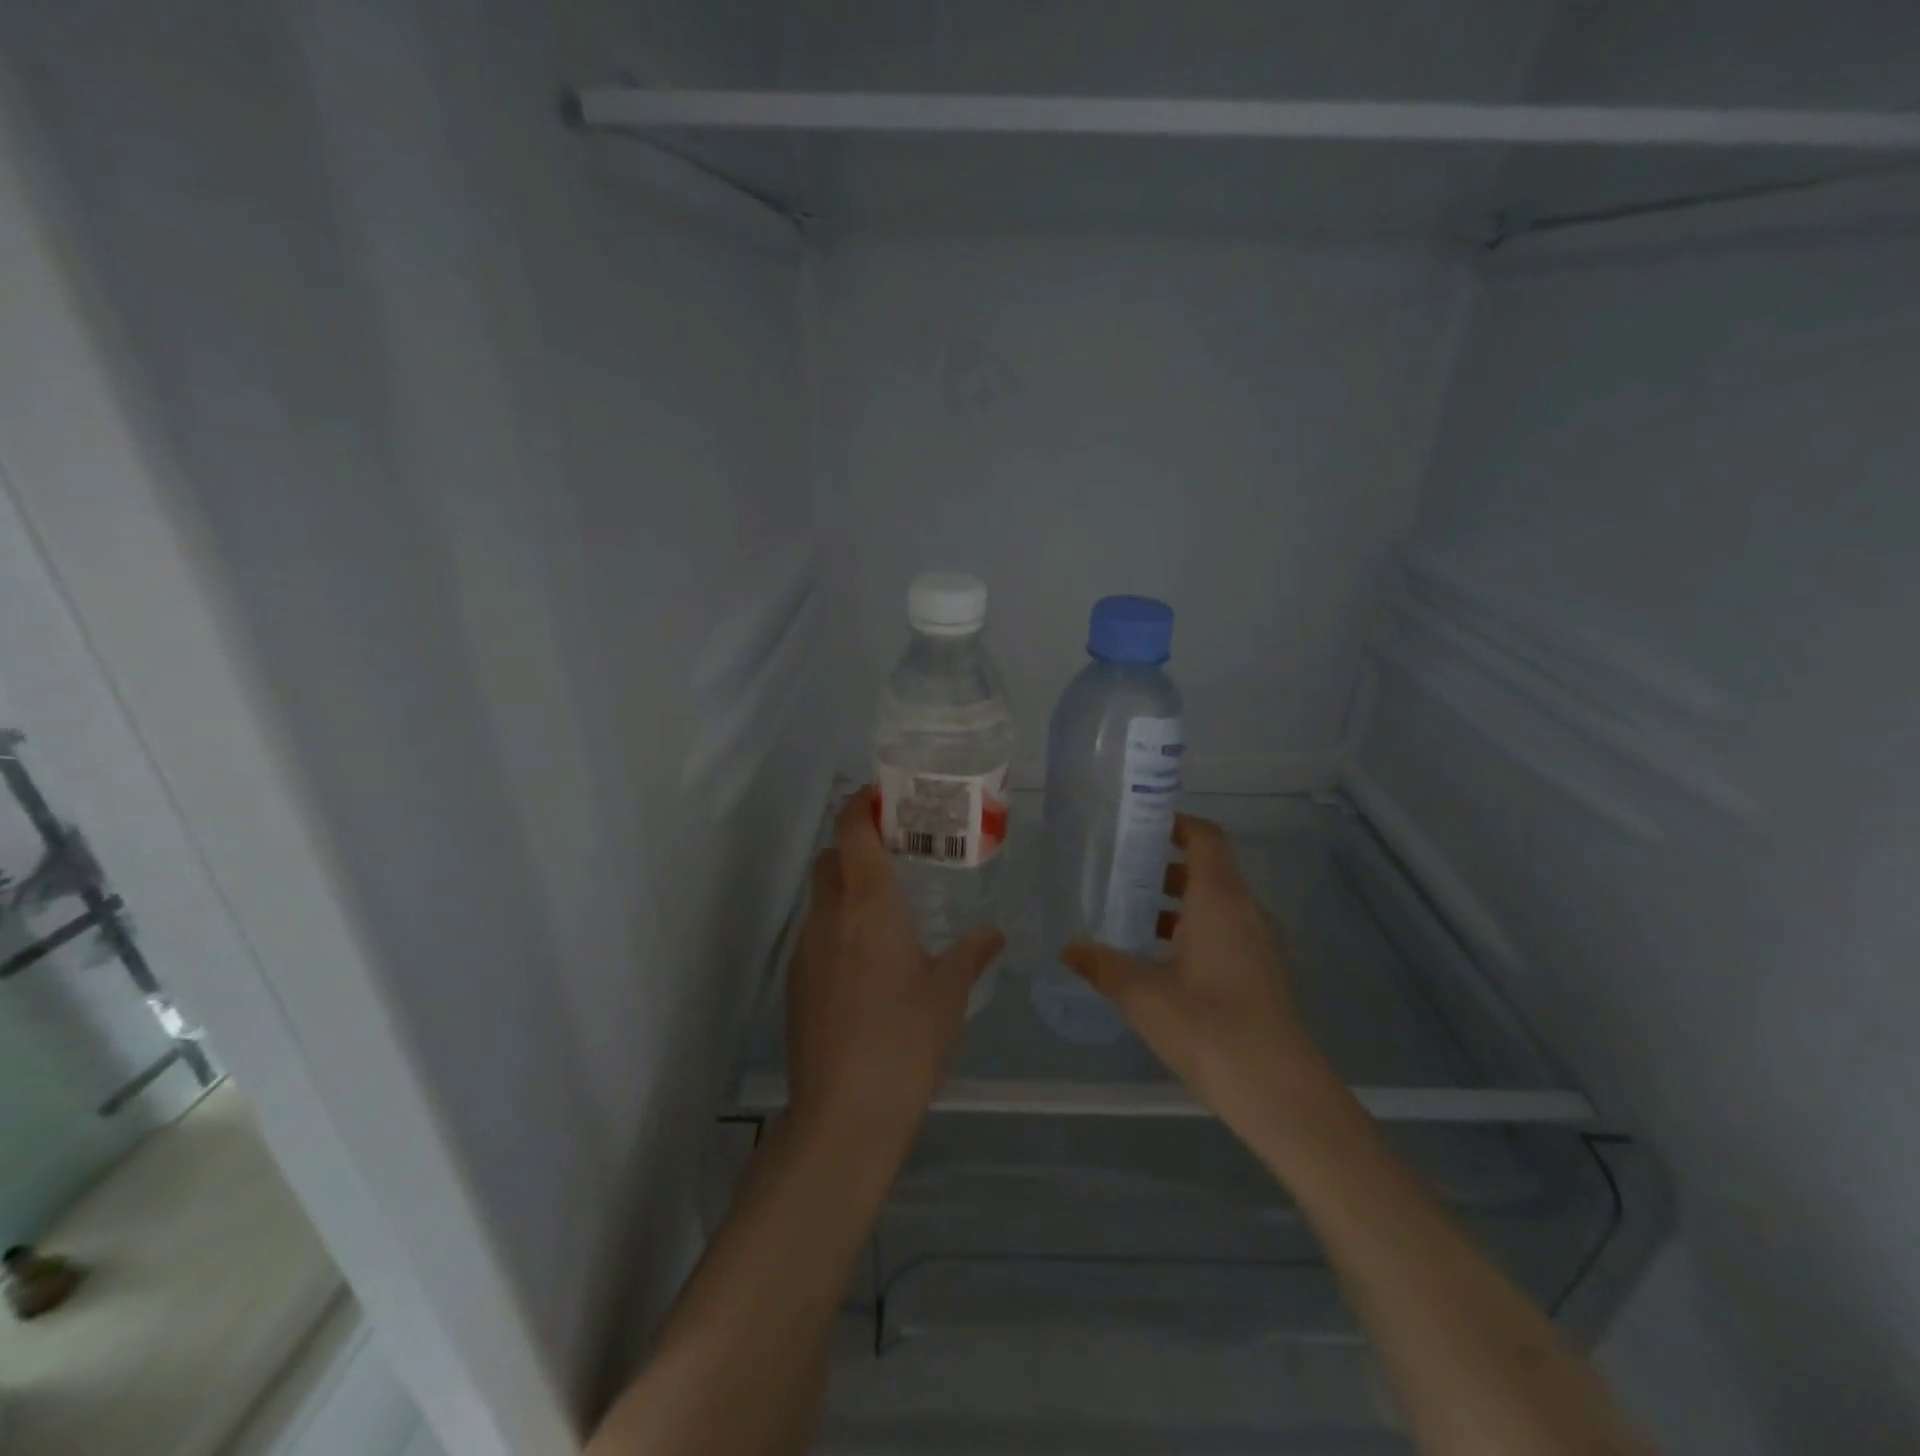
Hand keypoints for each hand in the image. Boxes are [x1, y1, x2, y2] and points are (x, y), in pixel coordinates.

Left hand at [785, 787, 1003, 1155]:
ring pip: (821, 896)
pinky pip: (816, 932)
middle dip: (856, 843)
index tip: (883, 795)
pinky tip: (868, 960)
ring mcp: (806, 948)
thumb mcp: (950, 993)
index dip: (861, 804)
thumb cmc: (906, 1040)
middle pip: (831, 856)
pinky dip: (838, 925)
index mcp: (868, 904)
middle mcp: (829, 915)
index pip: (851, 830)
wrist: (844, 1113)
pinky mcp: (796, 982)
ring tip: (887, 906)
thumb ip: (972, 953)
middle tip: (897, 851)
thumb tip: (995, 932)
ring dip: (846, 886)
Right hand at [1061, 814, 1323, 1133]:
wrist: (1280, 1093)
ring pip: (1215, 902)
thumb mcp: (1142, 995)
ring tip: (1128, 913)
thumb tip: (1067, 947)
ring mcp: (1258, 942)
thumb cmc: (1209, 1028)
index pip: (1204, 837)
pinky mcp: (1261, 971)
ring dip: (1176, 901)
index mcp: (1219, 899)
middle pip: (1207, 867)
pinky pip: (1224, 929)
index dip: (1174, 823)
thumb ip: (1102, 965)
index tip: (1135, 825)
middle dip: (1163, 863)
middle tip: (1117, 870)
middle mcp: (1244, 910)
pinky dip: (1191, 928)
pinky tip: (1157, 959)